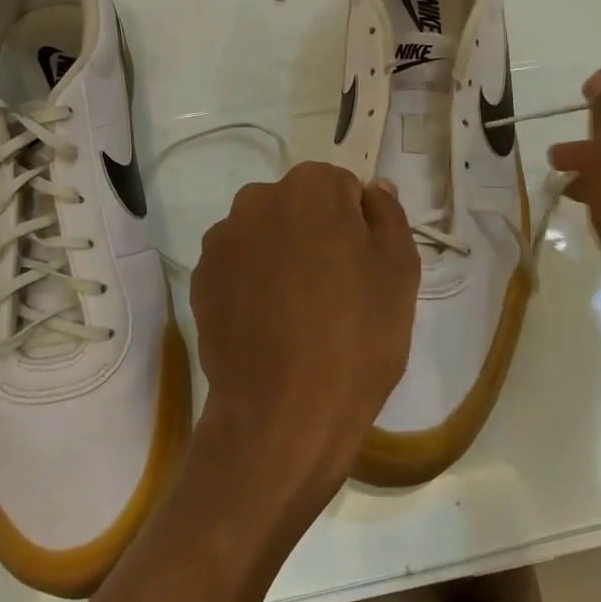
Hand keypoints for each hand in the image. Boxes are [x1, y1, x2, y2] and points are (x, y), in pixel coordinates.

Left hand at [189, 162, 418, 517]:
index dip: (358, 225)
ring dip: (282, 256)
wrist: (283, 414)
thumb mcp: (400, 271)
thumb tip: (375, 189)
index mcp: (310, 187)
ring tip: (300, 314)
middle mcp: (256, 199)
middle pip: (299, 206)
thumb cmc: (356, 336)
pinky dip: (253, 284)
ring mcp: (221, 241)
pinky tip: (269, 327)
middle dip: (317, 233)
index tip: (363, 268)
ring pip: (266, 235)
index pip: (342, 187)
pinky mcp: (200, 280)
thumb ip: (389, 215)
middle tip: (337, 290)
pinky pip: (239, 267)